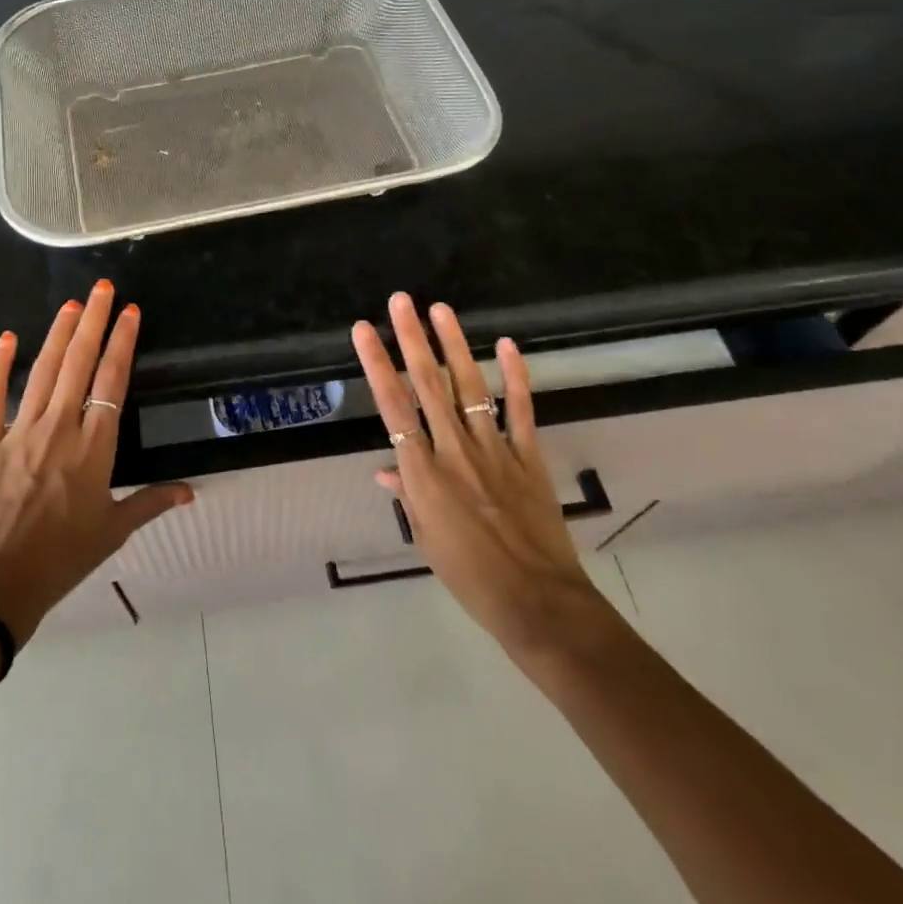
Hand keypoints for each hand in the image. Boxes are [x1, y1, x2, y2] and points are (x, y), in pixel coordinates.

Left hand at [0, 280, 192, 644]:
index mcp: (94, 446)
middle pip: (79, 363)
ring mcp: (20, 430)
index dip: (123, 342)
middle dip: (94, 321)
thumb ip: (151, 502)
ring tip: (72, 304)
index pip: (112, 381)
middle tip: (103, 288)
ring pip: (43, 370)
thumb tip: (190, 492)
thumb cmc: (62, 558)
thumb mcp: (113, 531)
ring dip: (58, 334)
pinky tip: (8, 337)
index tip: (131, 312)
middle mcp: (60, 427)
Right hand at [352, 293, 615, 660]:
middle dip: (411, 339)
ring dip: (454, 346)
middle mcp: (454, 452)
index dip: (377, 365)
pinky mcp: (529, 456)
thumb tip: (384, 468)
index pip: (392, 408)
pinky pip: (520, 410)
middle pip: (428, 386)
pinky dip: (515, 377)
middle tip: (401, 301)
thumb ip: (407, 495)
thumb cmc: (470, 576)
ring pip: (469, 388)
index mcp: (423, 474)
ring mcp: (495, 450)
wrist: (537, 603)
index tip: (365, 331)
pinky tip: (507, 345)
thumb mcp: (426, 539)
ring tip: (440, 309)